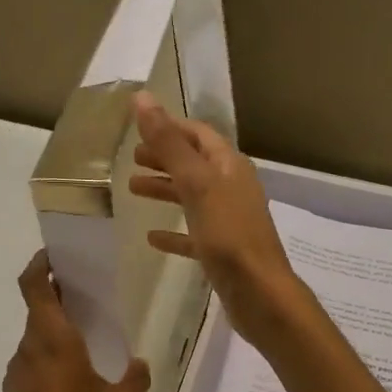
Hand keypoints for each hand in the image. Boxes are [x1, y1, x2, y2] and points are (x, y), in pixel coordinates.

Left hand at [0, 251, 150, 391]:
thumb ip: (135, 378)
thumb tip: (139, 363)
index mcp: (54, 342)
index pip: (34, 287)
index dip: (39, 265)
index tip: (55, 256)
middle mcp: (30, 348)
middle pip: (37, 309)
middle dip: (57, 297)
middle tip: (86, 296)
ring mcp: (17, 370)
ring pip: (35, 337)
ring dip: (54, 331)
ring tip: (84, 342)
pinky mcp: (13, 391)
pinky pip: (31, 361)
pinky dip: (47, 357)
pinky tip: (70, 380)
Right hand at [129, 91, 302, 347]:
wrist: (259, 293)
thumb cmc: (229, 235)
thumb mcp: (196, 184)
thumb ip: (169, 144)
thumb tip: (142, 98)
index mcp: (230, 167)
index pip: (199, 135)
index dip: (171, 128)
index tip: (140, 128)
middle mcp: (232, 189)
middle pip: (194, 165)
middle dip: (165, 158)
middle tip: (132, 159)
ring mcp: (228, 221)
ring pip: (191, 198)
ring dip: (164, 191)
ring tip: (133, 190)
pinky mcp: (222, 252)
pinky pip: (193, 234)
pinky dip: (173, 233)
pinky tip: (151, 238)